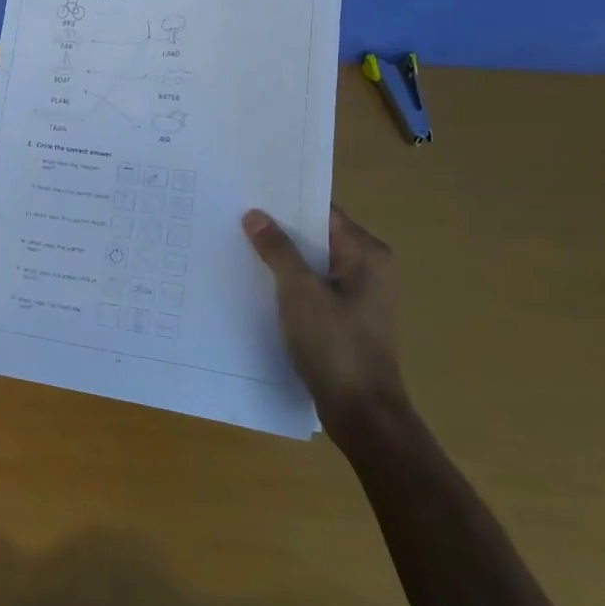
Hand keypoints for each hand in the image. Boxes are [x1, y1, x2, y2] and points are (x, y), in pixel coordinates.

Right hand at [242, 206, 409, 448]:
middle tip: (236, 216)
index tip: (250, 193)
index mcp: (366, 254)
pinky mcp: (345, 319)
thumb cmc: (335, 344)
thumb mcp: (300, 291)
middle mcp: (367, 268)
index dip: (287, 202)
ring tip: (239, 245)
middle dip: (279, 229)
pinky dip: (288, 283)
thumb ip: (277, 249)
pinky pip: (312, 288)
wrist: (362, 412)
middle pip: (316, 237)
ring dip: (281, 257)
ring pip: (312, 264)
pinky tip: (257, 283)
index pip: (323, 212)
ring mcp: (357, 296)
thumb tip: (255, 214)